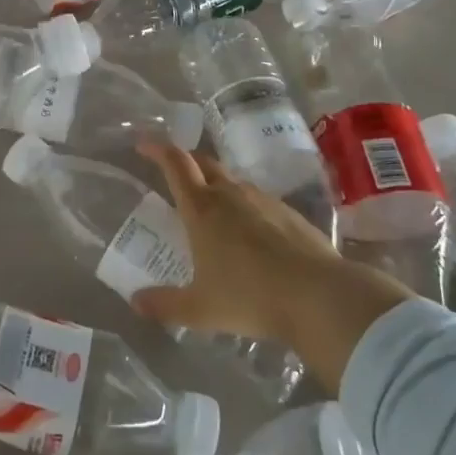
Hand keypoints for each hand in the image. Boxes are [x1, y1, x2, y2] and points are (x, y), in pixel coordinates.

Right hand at [132, 140, 413, 390]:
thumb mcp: (200, 309)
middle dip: (186, 162)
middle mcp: (230, 194)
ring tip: (211, 211)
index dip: (157, 149)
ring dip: (216, 186)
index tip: (143, 145)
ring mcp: (263, 200)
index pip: (175, 163)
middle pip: (203, 163)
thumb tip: (136, 302)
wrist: (319, 297)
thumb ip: (165, 305)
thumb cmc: (250, 297)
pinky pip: (258, 200)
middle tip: (174, 176)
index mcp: (202, 209)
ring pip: (232, 181)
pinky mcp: (289, 213)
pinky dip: (245, 206)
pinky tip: (250, 234)